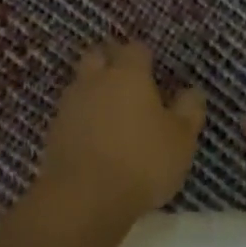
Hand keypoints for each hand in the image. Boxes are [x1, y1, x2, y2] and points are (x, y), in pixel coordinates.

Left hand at [34, 41, 206, 228]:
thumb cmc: (142, 161)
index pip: (135, 48)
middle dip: (111, 61)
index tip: (155, 70)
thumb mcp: (181, 139)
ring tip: (113, 112)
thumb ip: (189, 110)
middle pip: (99, 55)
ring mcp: (70, 104)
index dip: (145, 56)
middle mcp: (95, 80)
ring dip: (94, 90)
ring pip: (82, 83)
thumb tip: (192, 91)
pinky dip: (83, 118)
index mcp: (128, 74)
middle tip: (129, 81)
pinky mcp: (54, 130)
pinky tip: (95, 137)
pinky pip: (71, 113)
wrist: (84, 198)